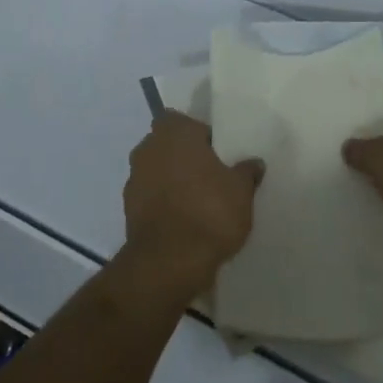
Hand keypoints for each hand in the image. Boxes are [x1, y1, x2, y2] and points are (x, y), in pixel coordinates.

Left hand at [121, 112, 263, 303]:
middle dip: (185, 157)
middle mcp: (148, 148)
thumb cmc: (209, 211)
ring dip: (173, 181)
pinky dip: (164, 204)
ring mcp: (134, 179)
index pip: (183, 120)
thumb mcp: (241, 191)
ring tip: (199, 201)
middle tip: (211, 175)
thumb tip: (254, 163)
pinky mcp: (128, 210)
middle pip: (168, 145)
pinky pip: (151, 197)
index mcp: (174, 132)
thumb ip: (246, 172)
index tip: (217, 152)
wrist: (169, 262)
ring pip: (157, 171)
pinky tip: (184, 221)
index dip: (199, 134)